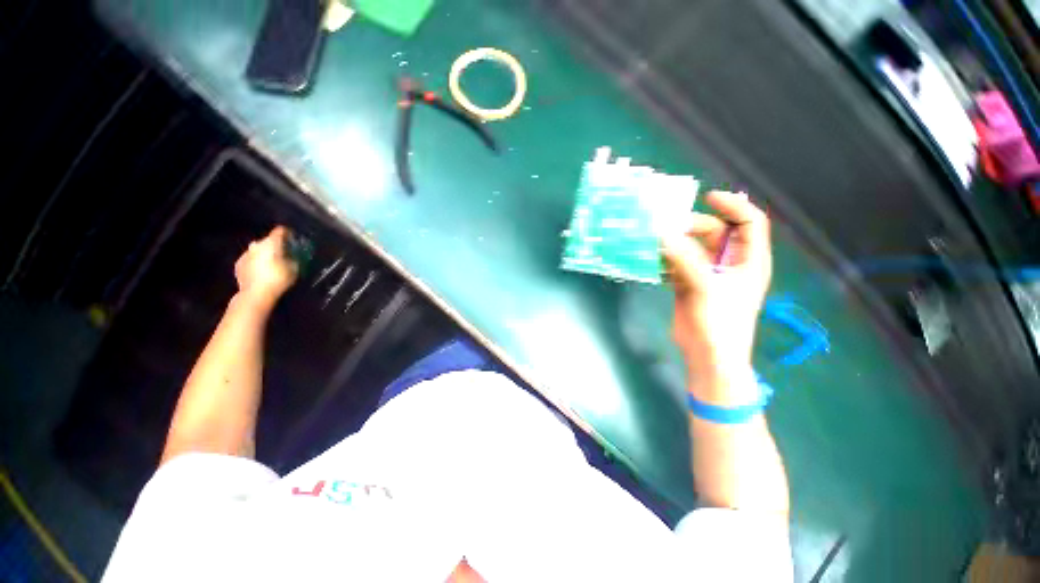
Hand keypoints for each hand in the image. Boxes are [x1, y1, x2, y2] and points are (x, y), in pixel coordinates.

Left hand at [234, 226, 298, 309]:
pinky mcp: (238, 264)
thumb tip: (293, 255)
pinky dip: (256, 263)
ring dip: (265, 254)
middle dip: (275, 246)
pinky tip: (261, 271)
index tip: (293, 237)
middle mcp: (256, 245)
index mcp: (271, 243)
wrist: (255, 294)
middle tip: (284, 253)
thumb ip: (293, 258)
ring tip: (272, 264)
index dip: (288, 233)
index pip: (280, 231)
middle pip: (267, 241)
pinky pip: (250, 260)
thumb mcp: (294, 268)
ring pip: (257, 250)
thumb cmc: (278, 279)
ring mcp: (245, 254)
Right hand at [660, 191, 771, 401]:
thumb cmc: (719, 323)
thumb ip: (685, 259)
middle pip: (714, 233)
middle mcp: (730, 263)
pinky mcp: (689, 284)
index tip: (709, 197)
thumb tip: (662, 235)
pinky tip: (652, 262)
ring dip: (674, 244)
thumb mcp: (705, 287)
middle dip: (692, 227)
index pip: (749, 222)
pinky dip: (665, 261)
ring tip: (654, 242)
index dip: (733, 206)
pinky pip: (676, 264)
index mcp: (749, 260)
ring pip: (691, 248)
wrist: (708, 356)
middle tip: (667, 228)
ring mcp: (708, 274)